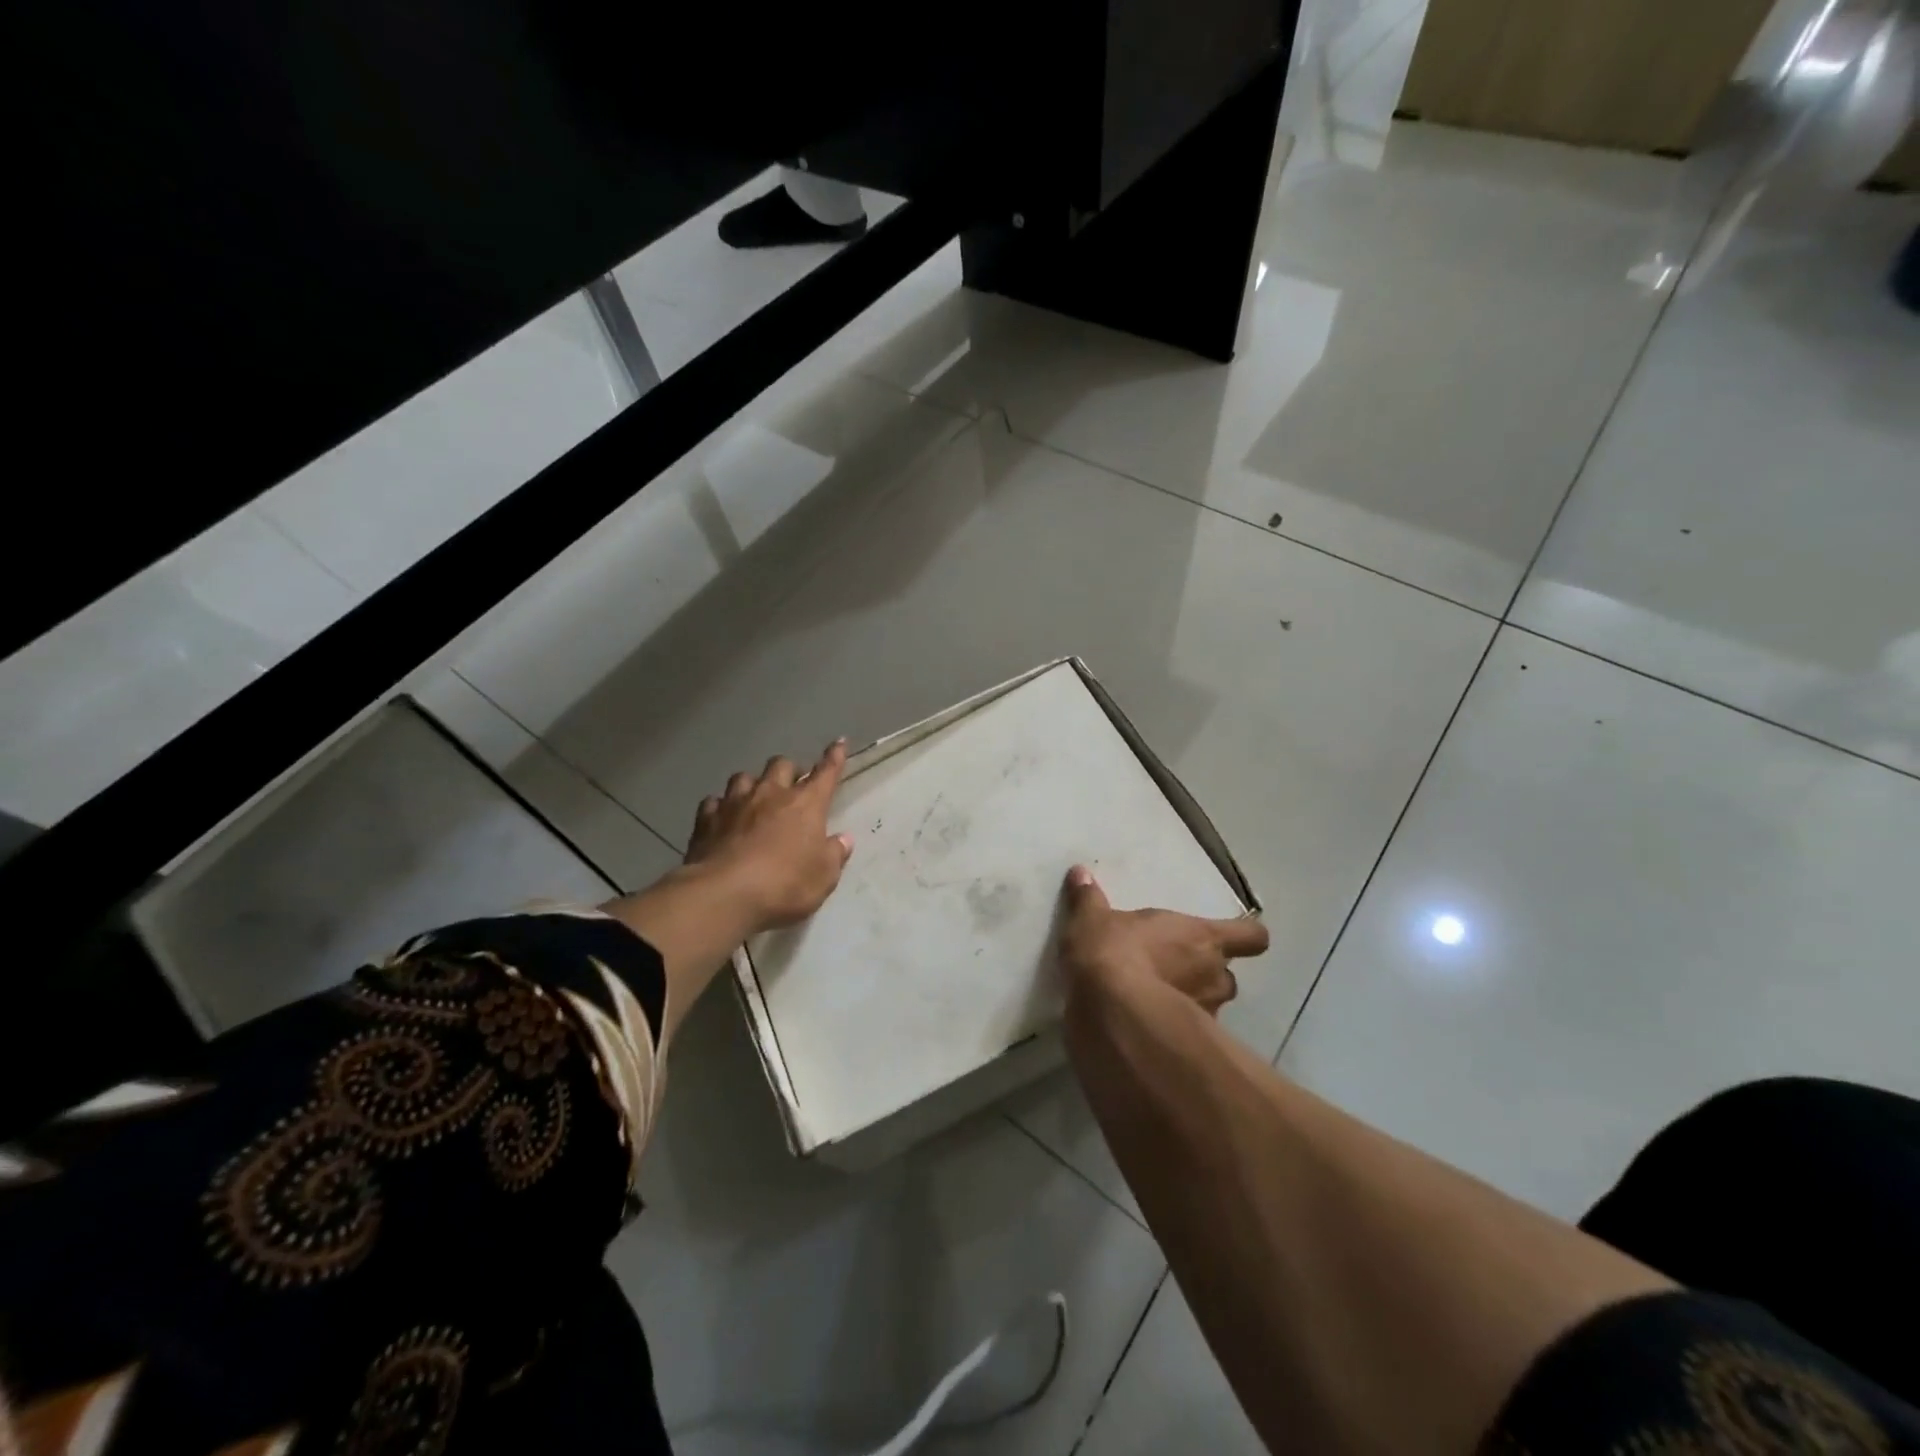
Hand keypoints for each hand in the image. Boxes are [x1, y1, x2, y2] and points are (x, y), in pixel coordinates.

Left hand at [685, 740, 855, 930]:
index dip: (834, 757)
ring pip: (744, 777)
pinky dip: (721, 806)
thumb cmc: (784, 884)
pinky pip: (714, 802)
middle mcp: (771, 794)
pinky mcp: (706, 819)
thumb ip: (834, 855)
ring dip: (753, 783)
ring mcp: (735, 803)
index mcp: (806, 804)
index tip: (839, 743)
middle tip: (792, 784)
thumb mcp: (823, 877)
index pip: (825, 773)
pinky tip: (722, 817)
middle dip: (789, 770)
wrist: (723, 894)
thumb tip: (843, 839)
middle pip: (781, 765)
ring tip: (755, 797)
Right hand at [1058, 865, 1268, 1014]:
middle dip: (1207, 975)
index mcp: (1202, 937)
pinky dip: (1175, 1032)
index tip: (1234, 938)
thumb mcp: (1092, 920)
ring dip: (1193, 1004)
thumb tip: (1080, 873)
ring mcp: (1206, 1014)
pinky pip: (1189, 1035)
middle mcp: (1214, 975)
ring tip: (1161, 1002)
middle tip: (1176, 970)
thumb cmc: (1113, 952)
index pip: (1251, 937)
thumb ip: (1089, 898)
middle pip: (1228, 975)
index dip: (1246, 937)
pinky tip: (1147, 1028)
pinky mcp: (1187, 1045)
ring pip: (1212, 1006)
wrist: (1110, 1012)